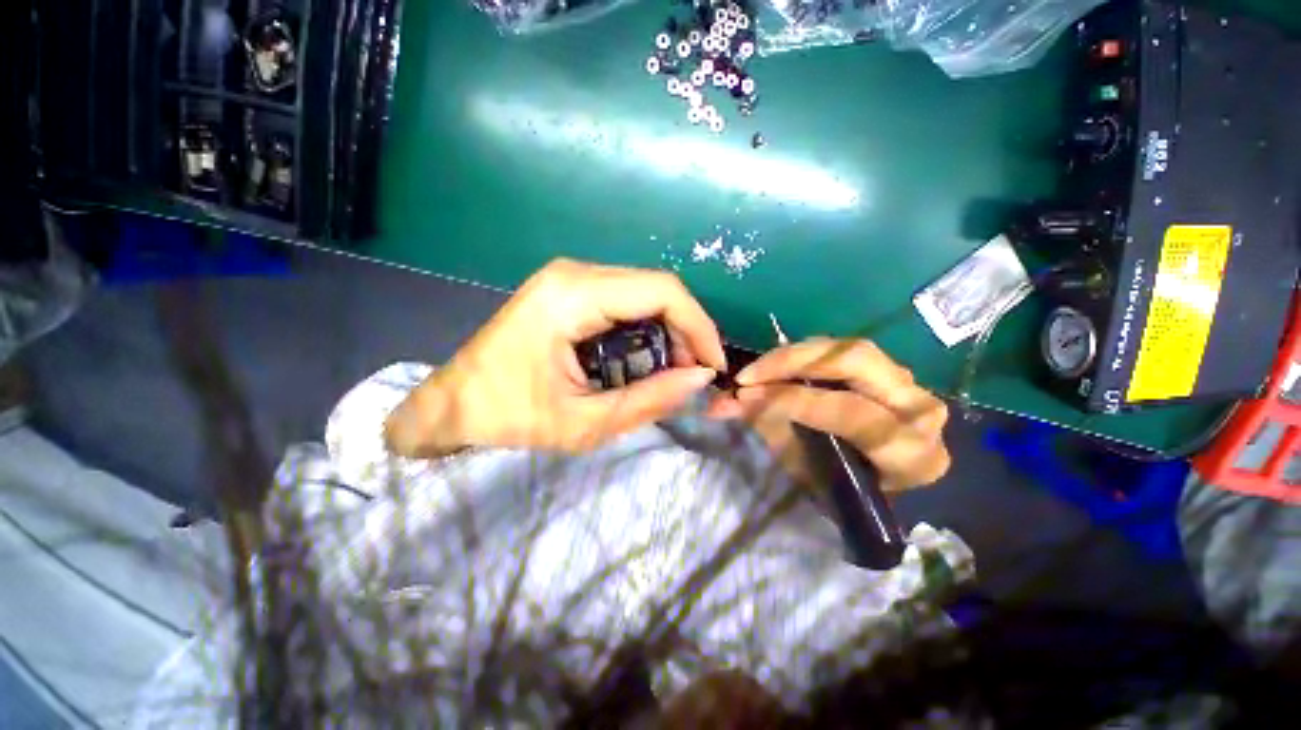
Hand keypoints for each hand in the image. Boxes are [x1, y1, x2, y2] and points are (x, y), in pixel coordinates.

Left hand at [385, 258, 725, 456]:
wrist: (454, 402)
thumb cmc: (510, 415)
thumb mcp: (584, 423)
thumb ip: (648, 400)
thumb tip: (699, 378)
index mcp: (573, 295)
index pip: (661, 291)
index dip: (698, 326)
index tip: (713, 364)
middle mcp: (575, 273)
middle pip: (656, 288)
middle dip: (686, 330)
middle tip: (692, 372)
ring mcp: (571, 277)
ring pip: (645, 292)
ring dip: (669, 329)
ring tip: (673, 369)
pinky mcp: (570, 289)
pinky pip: (626, 299)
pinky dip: (648, 327)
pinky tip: (647, 356)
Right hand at [708, 338, 949, 489]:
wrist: (886, 482)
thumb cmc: (845, 489)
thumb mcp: (806, 468)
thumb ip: (770, 429)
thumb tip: (720, 404)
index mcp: (910, 452)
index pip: (848, 411)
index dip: (791, 399)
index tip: (743, 394)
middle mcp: (920, 409)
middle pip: (854, 361)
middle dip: (792, 362)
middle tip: (748, 374)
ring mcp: (910, 383)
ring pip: (849, 348)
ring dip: (795, 356)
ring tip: (758, 370)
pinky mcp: (892, 370)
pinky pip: (844, 351)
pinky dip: (806, 356)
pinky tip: (779, 366)